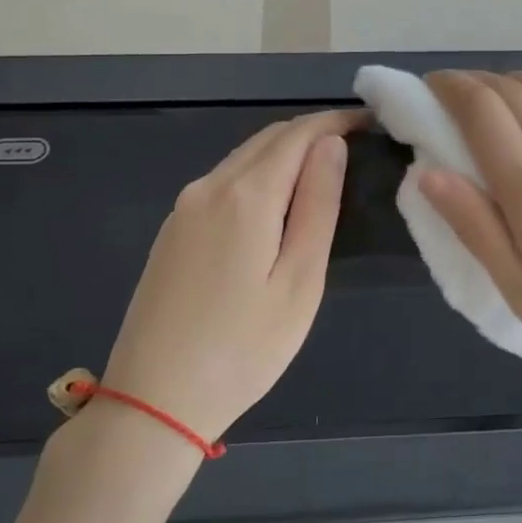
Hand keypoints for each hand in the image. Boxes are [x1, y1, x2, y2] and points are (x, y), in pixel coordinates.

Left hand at [98, 110, 359, 443]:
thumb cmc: (243, 349)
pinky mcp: (172, 231)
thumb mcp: (299, 281)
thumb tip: (331, 146)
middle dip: (311, 132)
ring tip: (324, 168)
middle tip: (354, 143)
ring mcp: (184, 208)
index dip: (334, 122)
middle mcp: (209, 188)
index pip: (297, 135)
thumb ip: (317, 207)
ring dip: (284, 151)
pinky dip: (258, 173)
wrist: (153, 400)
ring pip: (243, 158)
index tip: (369, 122)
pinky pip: (223, 182)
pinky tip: (277, 199)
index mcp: (246, 196)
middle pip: (267, 139)